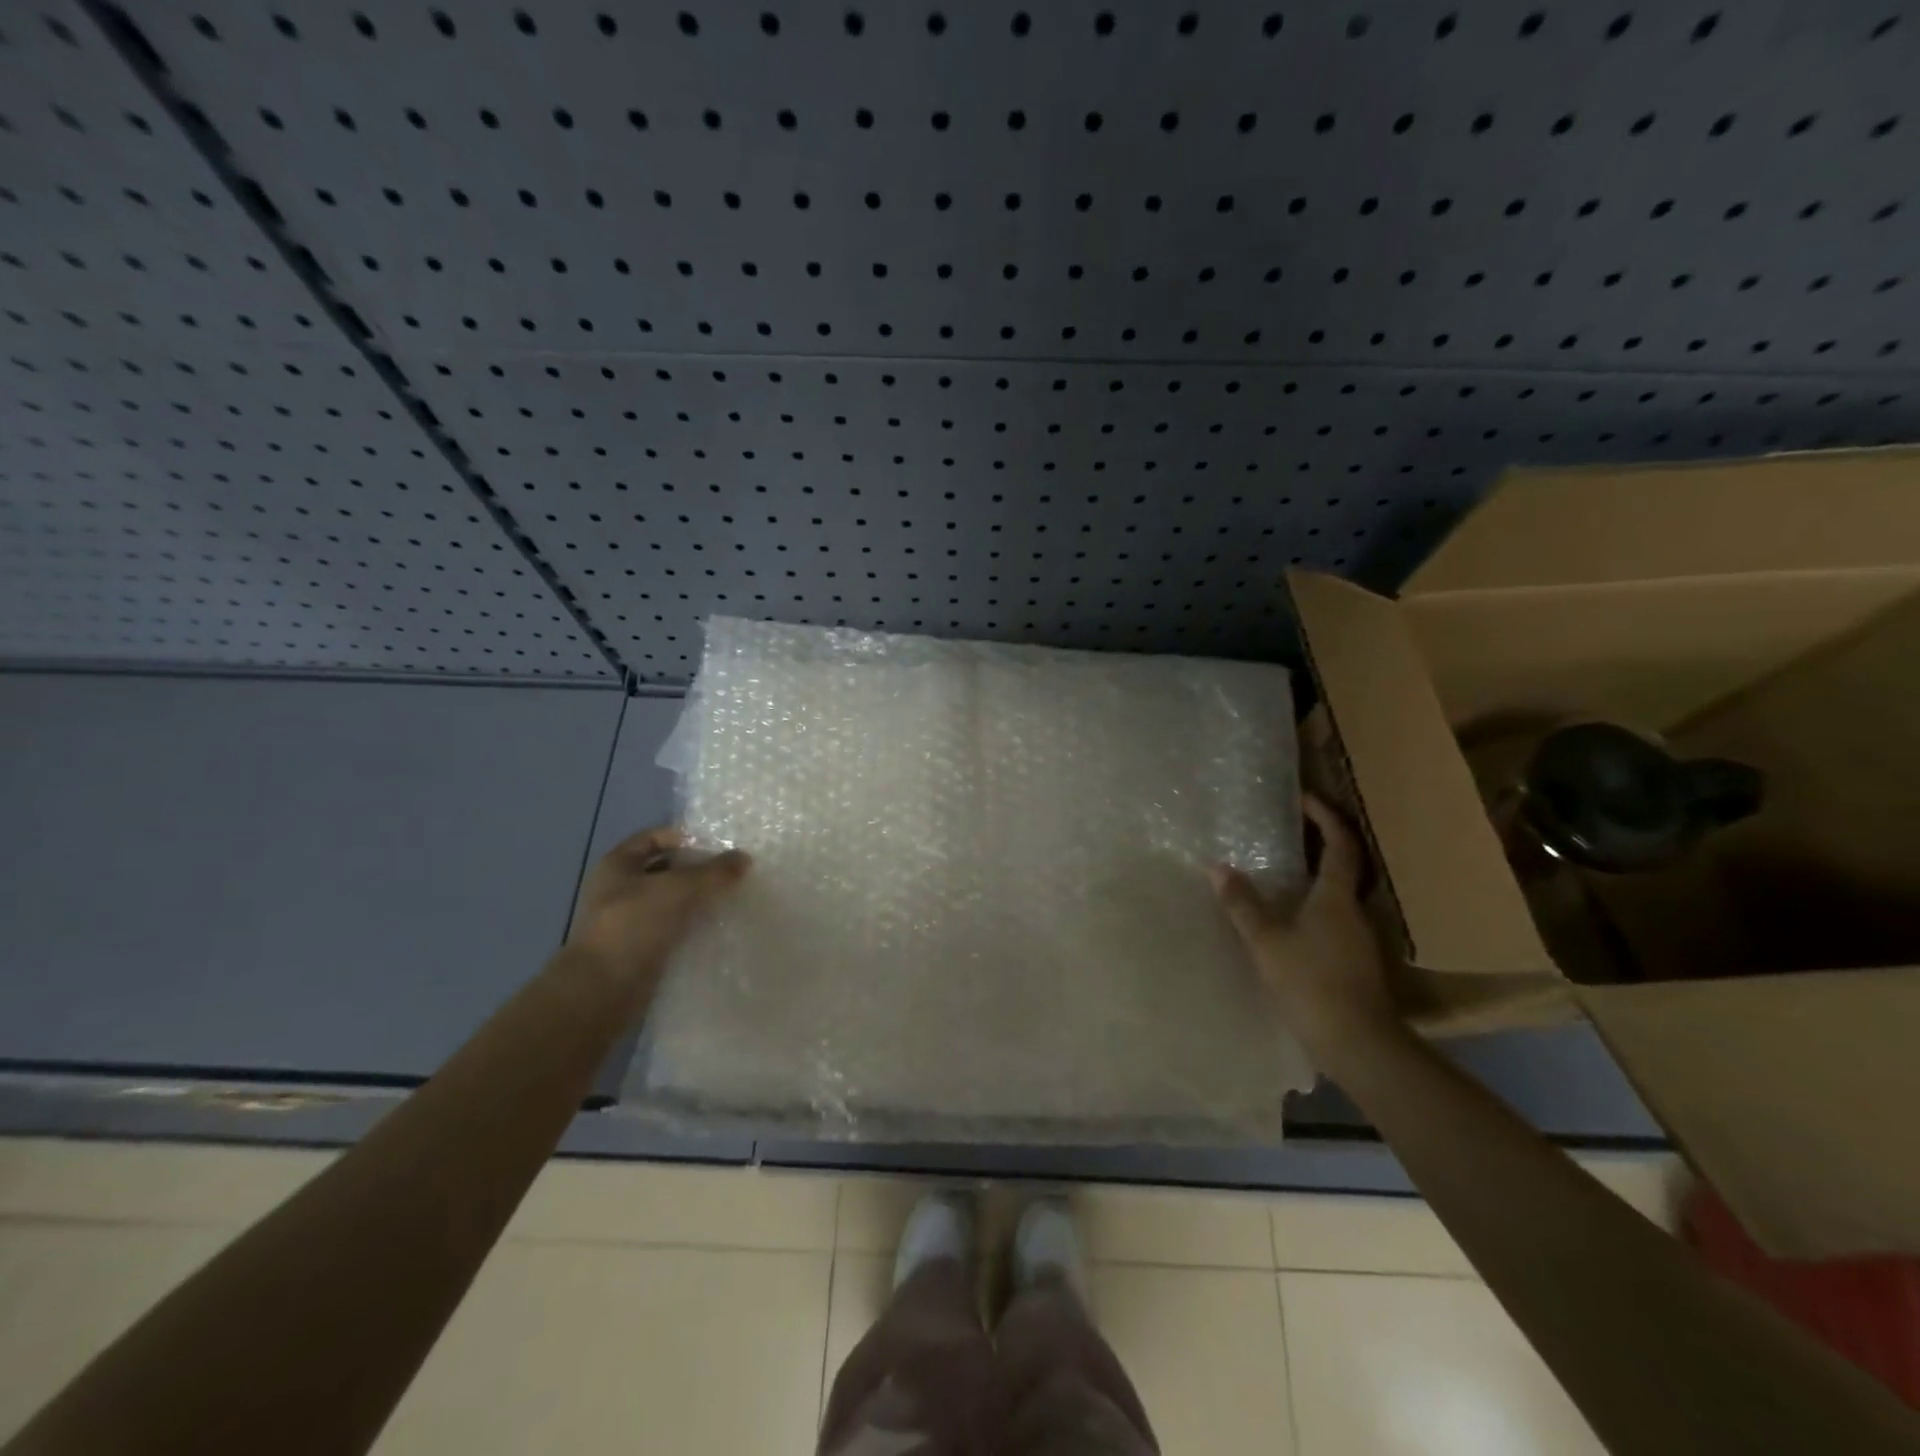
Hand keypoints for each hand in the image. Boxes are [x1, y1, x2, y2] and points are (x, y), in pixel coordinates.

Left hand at [566, 827, 749, 990]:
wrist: (602, 990)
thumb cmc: (634, 925)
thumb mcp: (679, 889)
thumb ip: (714, 872)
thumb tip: (745, 858)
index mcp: (618, 864)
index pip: (654, 837)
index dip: (685, 837)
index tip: (718, 845)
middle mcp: (618, 889)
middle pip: (664, 869)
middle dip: (696, 870)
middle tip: (730, 872)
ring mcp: (627, 921)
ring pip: (669, 901)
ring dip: (696, 899)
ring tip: (730, 898)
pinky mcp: (638, 949)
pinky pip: (670, 928)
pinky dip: (691, 926)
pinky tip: (716, 927)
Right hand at [1212, 794, 1399, 1065]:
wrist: (1359, 1045)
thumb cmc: (1312, 984)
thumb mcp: (1267, 942)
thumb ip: (1242, 904)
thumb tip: (1217, 867)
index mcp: (1336, 897)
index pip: (1339, 844)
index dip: (1325, 817)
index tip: (1304, 797)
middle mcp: (1355, 911)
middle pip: (1344, 865)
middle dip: (1321, 842)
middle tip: (1288, 828)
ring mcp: (1359, 938)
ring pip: (1338, 894)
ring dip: (1316, 876)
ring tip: (1281, 870)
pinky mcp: (1356, 962)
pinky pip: (1334, 918)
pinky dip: (1314, 906)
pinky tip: (1290, 918)